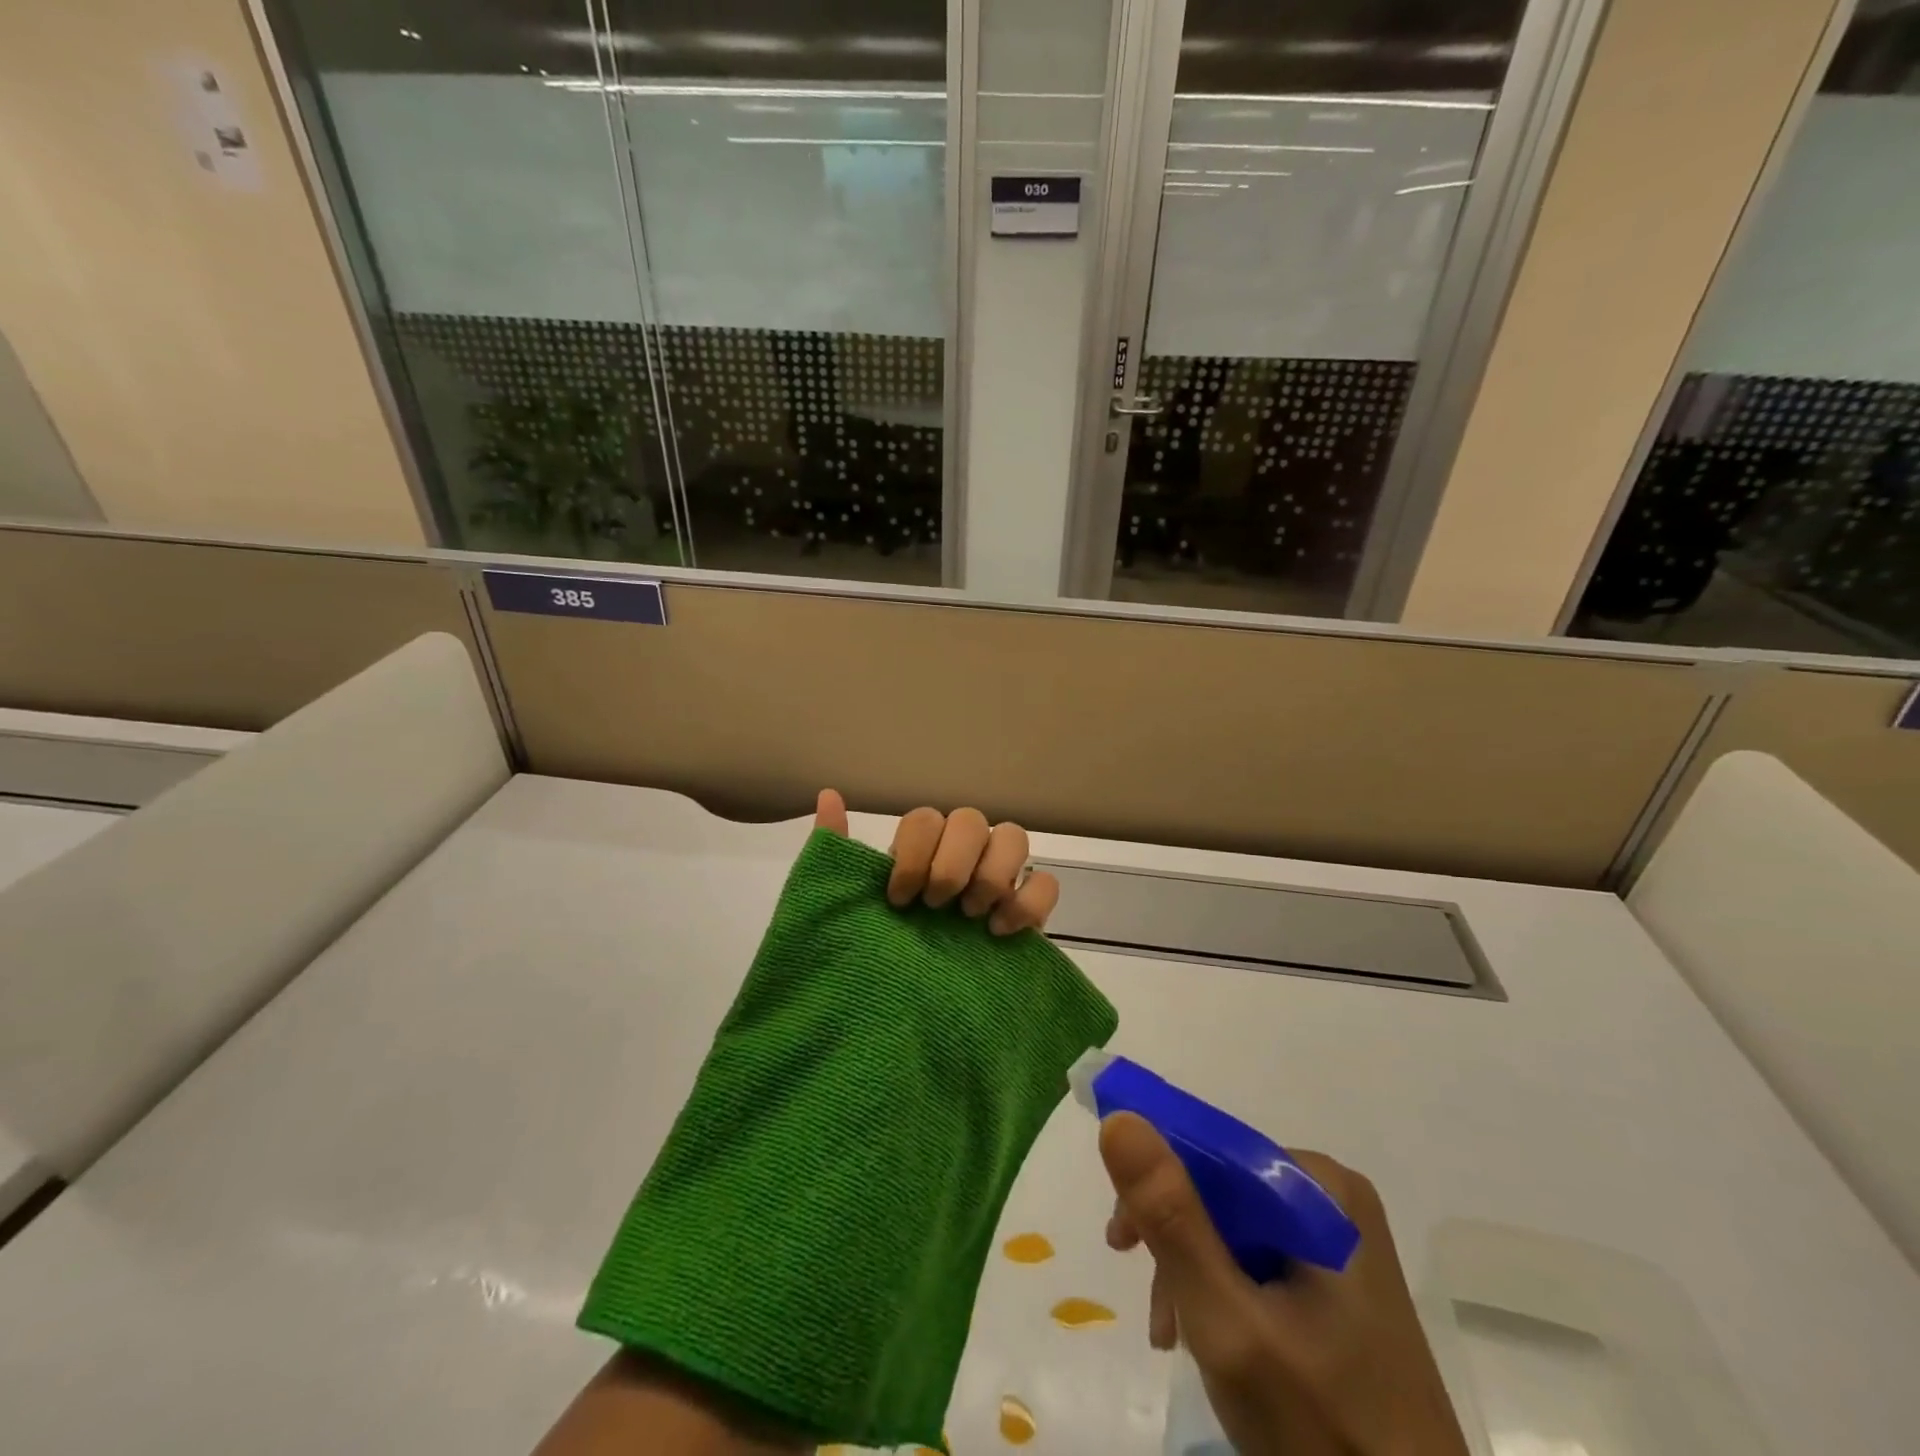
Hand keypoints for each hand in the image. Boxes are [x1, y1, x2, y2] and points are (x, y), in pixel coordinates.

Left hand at [814, 789, 1059, 934]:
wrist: (913, 1019)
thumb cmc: (878, 957)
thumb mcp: (846, 907)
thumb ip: (836, 852)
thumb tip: (827, 795)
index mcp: (920, 852)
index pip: (926, 819)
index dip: (914, 853)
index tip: (899, 899)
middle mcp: (962, 856)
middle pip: (971, 819)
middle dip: (951, 863)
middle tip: (936, 906)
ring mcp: (999, 880)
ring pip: (1014, 837)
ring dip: (991, 875)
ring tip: (970, 917)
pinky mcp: (1028, 912)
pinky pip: (1047, 883)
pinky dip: (1027, 902)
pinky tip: (999, 933)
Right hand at [1100, 1113, 1467, 1455]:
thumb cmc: (1324, 1435)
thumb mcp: (1228, 1323)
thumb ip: (1172, 1219)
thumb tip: (1119, 1118)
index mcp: (1319, 1189)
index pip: (1211, 1151)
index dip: (1156, 1185)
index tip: (1121, 1240)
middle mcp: (1331, 1198)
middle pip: (1219, 1189)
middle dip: (1173, 1239)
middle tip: (1146, 1300)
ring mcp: (1337, 1241)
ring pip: (1232, 1225)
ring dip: (1190, 1269)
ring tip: (1171, 1334)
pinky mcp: (1336, 1281)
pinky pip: (1257, 1257)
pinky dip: (1220, 1289)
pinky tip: (1205, 1335)